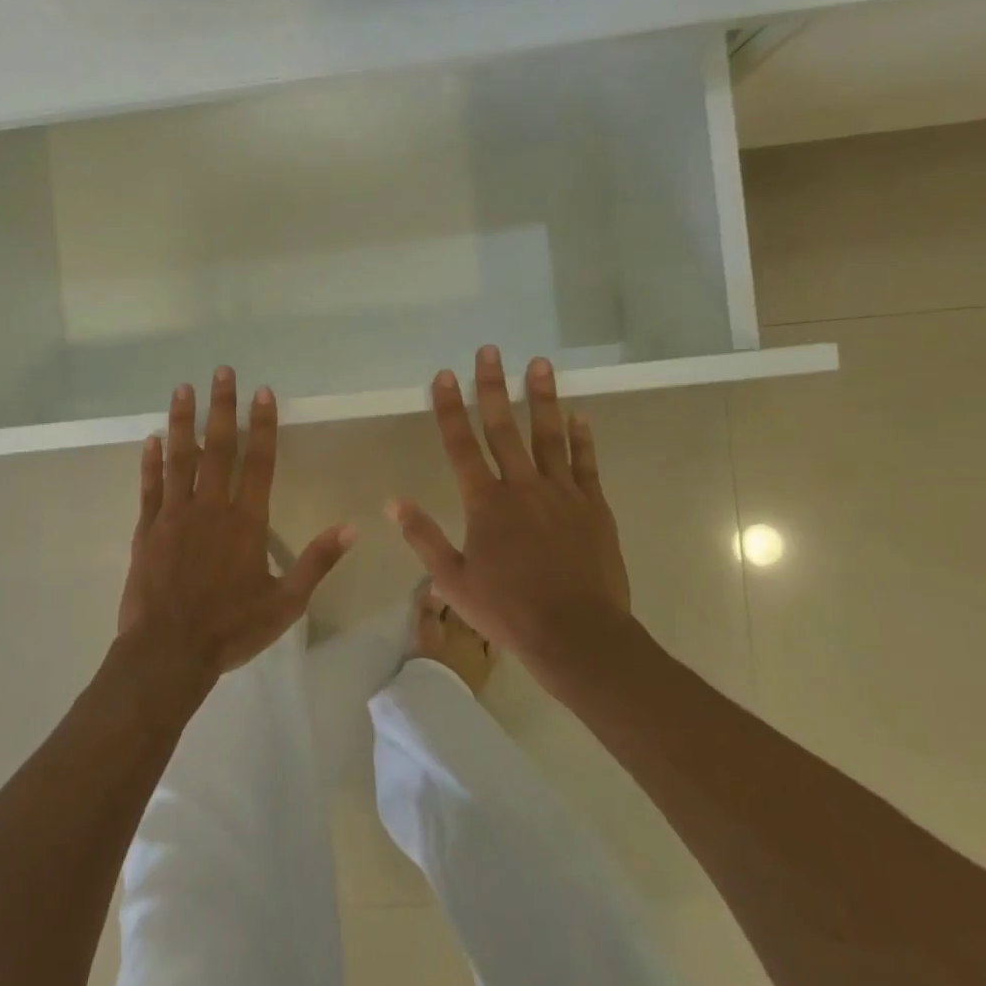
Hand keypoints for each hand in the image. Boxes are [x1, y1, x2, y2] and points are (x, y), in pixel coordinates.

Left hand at [119, 367, 355, 687]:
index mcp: (245, 522)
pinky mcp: (146, 529)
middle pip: (218, 448)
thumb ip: (317, 562)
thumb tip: (351, 528)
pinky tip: (151, 438)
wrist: (169, 651)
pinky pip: (150, 486)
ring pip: (179, 458)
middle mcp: (210, 508)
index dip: (262, 424)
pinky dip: (150, 461)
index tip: (262, 392)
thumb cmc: (231, 628)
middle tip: (222, 372)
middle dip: (222, 407)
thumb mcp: (286, 603)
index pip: (258, 462)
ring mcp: (174, 515)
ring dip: (183, 421)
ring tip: (183, 388)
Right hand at [388, 347, 638, 677]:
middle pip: (504, 428)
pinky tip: (579, 416)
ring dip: (543, 398)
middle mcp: (523, 487)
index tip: (445, 375)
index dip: (450, 408)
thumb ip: (424, 537)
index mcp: (486, 503)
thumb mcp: (453, 581)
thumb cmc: (508, 610)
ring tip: (540, 364)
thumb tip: (392, 502)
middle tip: (491, 350)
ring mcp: (562, 494)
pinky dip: (582, 439)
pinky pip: (586, 464)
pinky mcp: (593, 507)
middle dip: (494, 387)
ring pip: (549, 436)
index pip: (461, 445)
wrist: (577, 634)